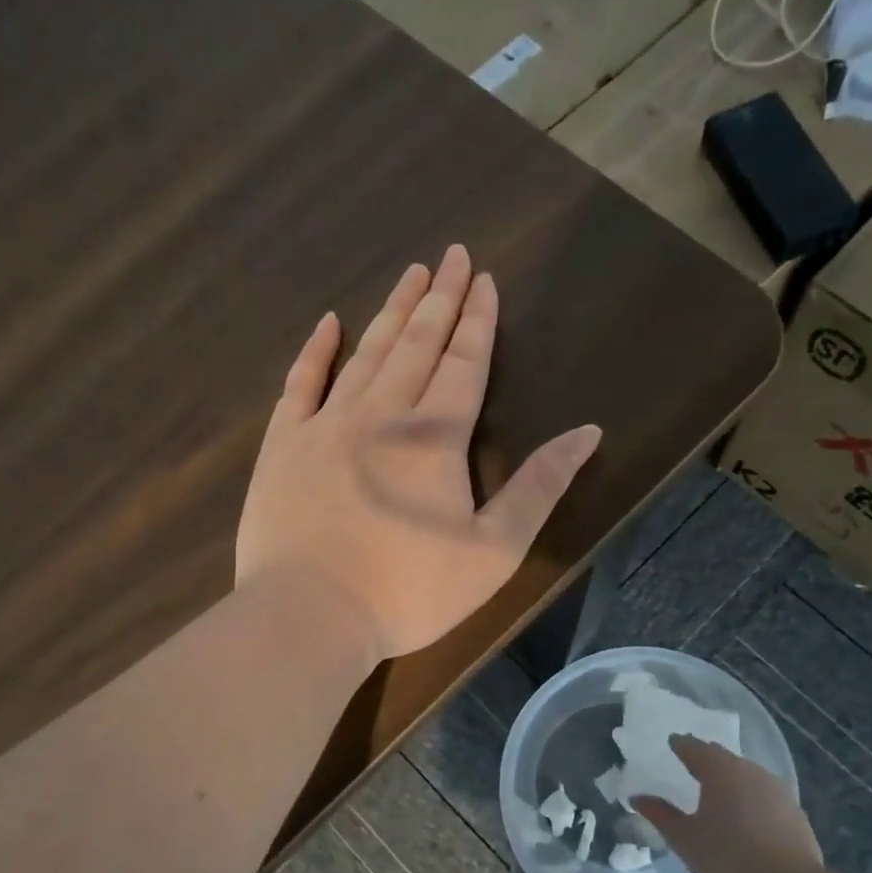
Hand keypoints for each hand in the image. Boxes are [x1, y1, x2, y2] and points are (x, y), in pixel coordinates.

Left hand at [237, 244, 601, 661]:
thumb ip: (540, 488)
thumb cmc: (409, 592)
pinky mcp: (284, 445)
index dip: (477, 321)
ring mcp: (326, 424)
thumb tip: (588, 433)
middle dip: (439, 299)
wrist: (310, 615)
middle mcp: (382, 413)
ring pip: (366, 353)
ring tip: (410, 276)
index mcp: (436, 436)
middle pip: (417, 344)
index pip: (464, 363)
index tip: (484, 279)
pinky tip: (329, 323)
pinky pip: (301, 383)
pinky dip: (316, 350)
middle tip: (451, 257)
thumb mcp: (493, 551)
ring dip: (391, 312)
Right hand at [637, 737, 822, 872]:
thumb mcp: (684, 838)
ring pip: (746, 773)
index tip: (672, 743)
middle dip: (706, 758)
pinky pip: (765, 793)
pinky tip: (747, 814)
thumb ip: (660, 814)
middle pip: (722, 756)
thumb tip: (637, 798)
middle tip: (692, 764)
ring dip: (731, 777)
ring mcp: (776, 788)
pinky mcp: (794, 809)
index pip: (693, 747)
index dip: (680, 744)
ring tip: (719, 790)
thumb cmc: (726, 856)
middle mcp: (748, 770)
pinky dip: (751, 796)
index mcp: (718, 770)